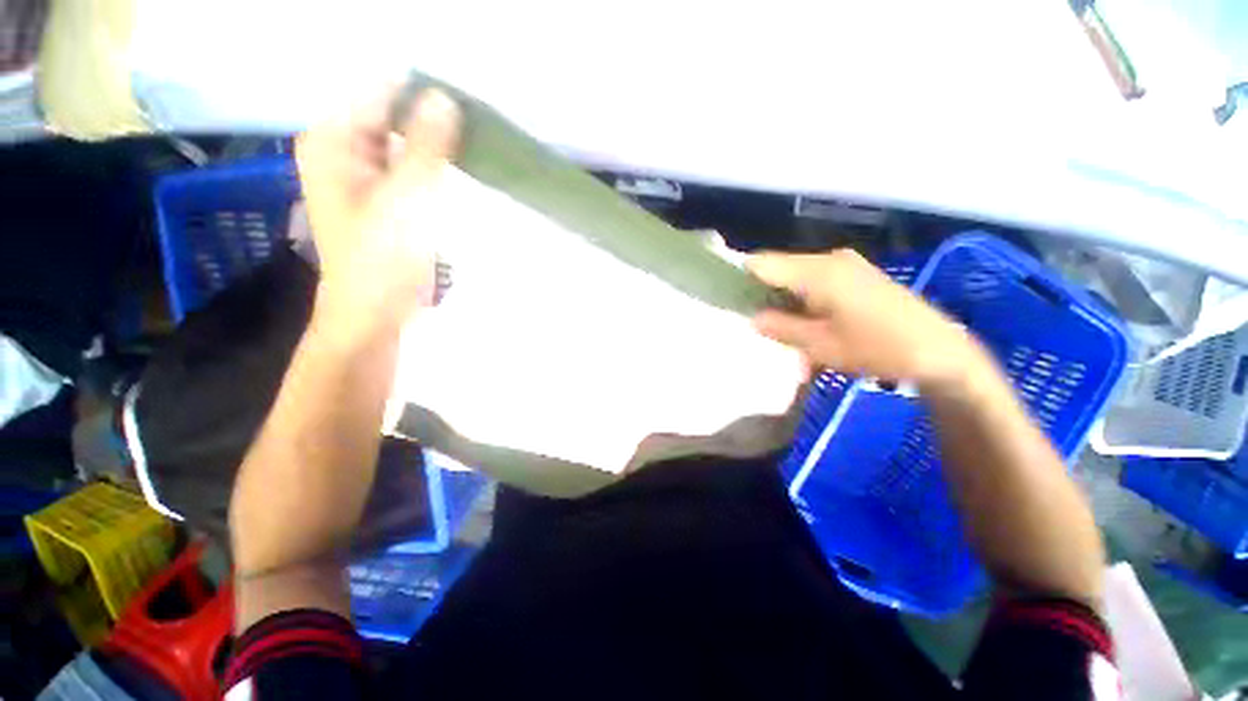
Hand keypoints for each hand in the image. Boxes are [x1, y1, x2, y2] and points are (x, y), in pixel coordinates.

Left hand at [296, 87, 460, 335]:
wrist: (375, 312)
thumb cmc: (382, 258)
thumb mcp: (406, 197)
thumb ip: (425, 145)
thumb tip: (444, 97)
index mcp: (333, 140)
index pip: (381, 93)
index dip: (423, 96)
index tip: (467, 105)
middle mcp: (344, 149)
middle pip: (393, 117)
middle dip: (433, 123)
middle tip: (479, 132)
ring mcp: (365, 175)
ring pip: (406, 144)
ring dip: (438, 148)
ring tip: (477, 151)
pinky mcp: (386, 198)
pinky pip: (412, 169)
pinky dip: (435, 170)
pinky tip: (461, 174)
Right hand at [749, 249, 982, 386]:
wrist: (941, 352)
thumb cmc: (877, 348)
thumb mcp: (819, 345)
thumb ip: (780, 327)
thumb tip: (753, 318)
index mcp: (817, 272)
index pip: (761, 263)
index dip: (739, 278)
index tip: (728, 299)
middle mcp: (829, 260)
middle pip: (778, 269)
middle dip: (763, 295)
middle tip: (755, 323)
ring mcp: (846, 266)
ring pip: (796, 278)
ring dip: (785, 303)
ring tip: (783, 332)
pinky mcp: (856, 276)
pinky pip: (816, 283)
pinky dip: (804, 303)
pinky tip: (808, 327)